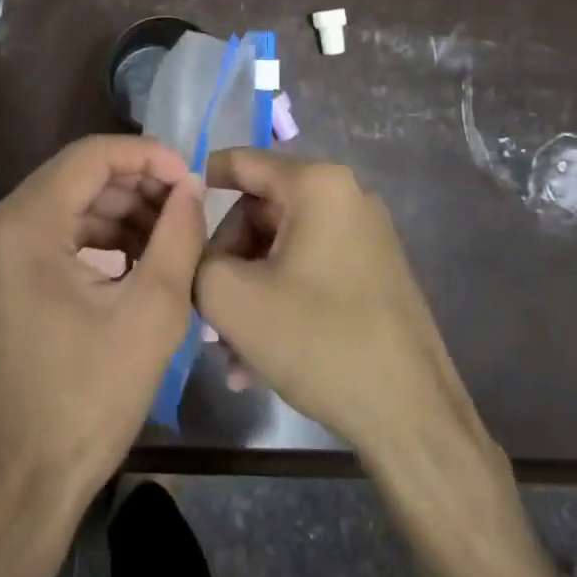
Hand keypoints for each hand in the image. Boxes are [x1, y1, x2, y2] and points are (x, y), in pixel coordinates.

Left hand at [0, 136, 205, 514]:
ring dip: (122, 211)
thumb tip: (190, 186)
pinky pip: (57, 232)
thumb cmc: (90, 397)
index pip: (92, 155)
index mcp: (25, 225)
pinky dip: (100, 236)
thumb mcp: (152, 312)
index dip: (148, 156)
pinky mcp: (1, 274)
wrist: (26, 474)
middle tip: (187, 208)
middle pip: (79, 176)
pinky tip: (139, 258)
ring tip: (172, 236)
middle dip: (139, 184)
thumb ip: (179, 236)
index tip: (191, 176)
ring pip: (70, 202)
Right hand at [195, 149, 494, 466]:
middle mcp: (346, 197)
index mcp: (317, 185)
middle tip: (205, 311)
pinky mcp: (372, 273)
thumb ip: (195, 258)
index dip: (196, 183)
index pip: (240, 162)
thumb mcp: (232, 298)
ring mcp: (364, 236)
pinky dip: (277, 303)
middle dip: (226, 262)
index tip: (165, 212)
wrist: (411, 415)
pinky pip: (307, 272)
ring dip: (247, 294)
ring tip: (229, 352)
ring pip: (280, 250)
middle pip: (258, 212)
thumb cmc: (318, 341)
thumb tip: (194, 247)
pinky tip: (256, 360)